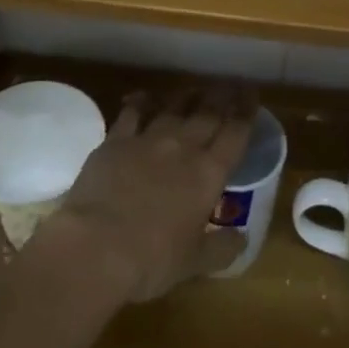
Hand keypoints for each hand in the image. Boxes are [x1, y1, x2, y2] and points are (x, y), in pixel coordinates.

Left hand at [40, 87, 255, 304]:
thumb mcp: (194, 263)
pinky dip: (142, 101)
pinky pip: (134, 111)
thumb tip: (242, 240)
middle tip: (231, 84)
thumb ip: (221, 249)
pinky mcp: (117, 139)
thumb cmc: (152, 259)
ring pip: (174, 107)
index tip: (251, 96)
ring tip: (196, 88)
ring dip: (188, 95)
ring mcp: (149, 139)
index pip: (235, 134)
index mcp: (208, 174)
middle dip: (223, 97)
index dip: (246, 113)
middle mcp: (183, 147)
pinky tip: (145, 96)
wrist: (96, 245)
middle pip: (208, 113)